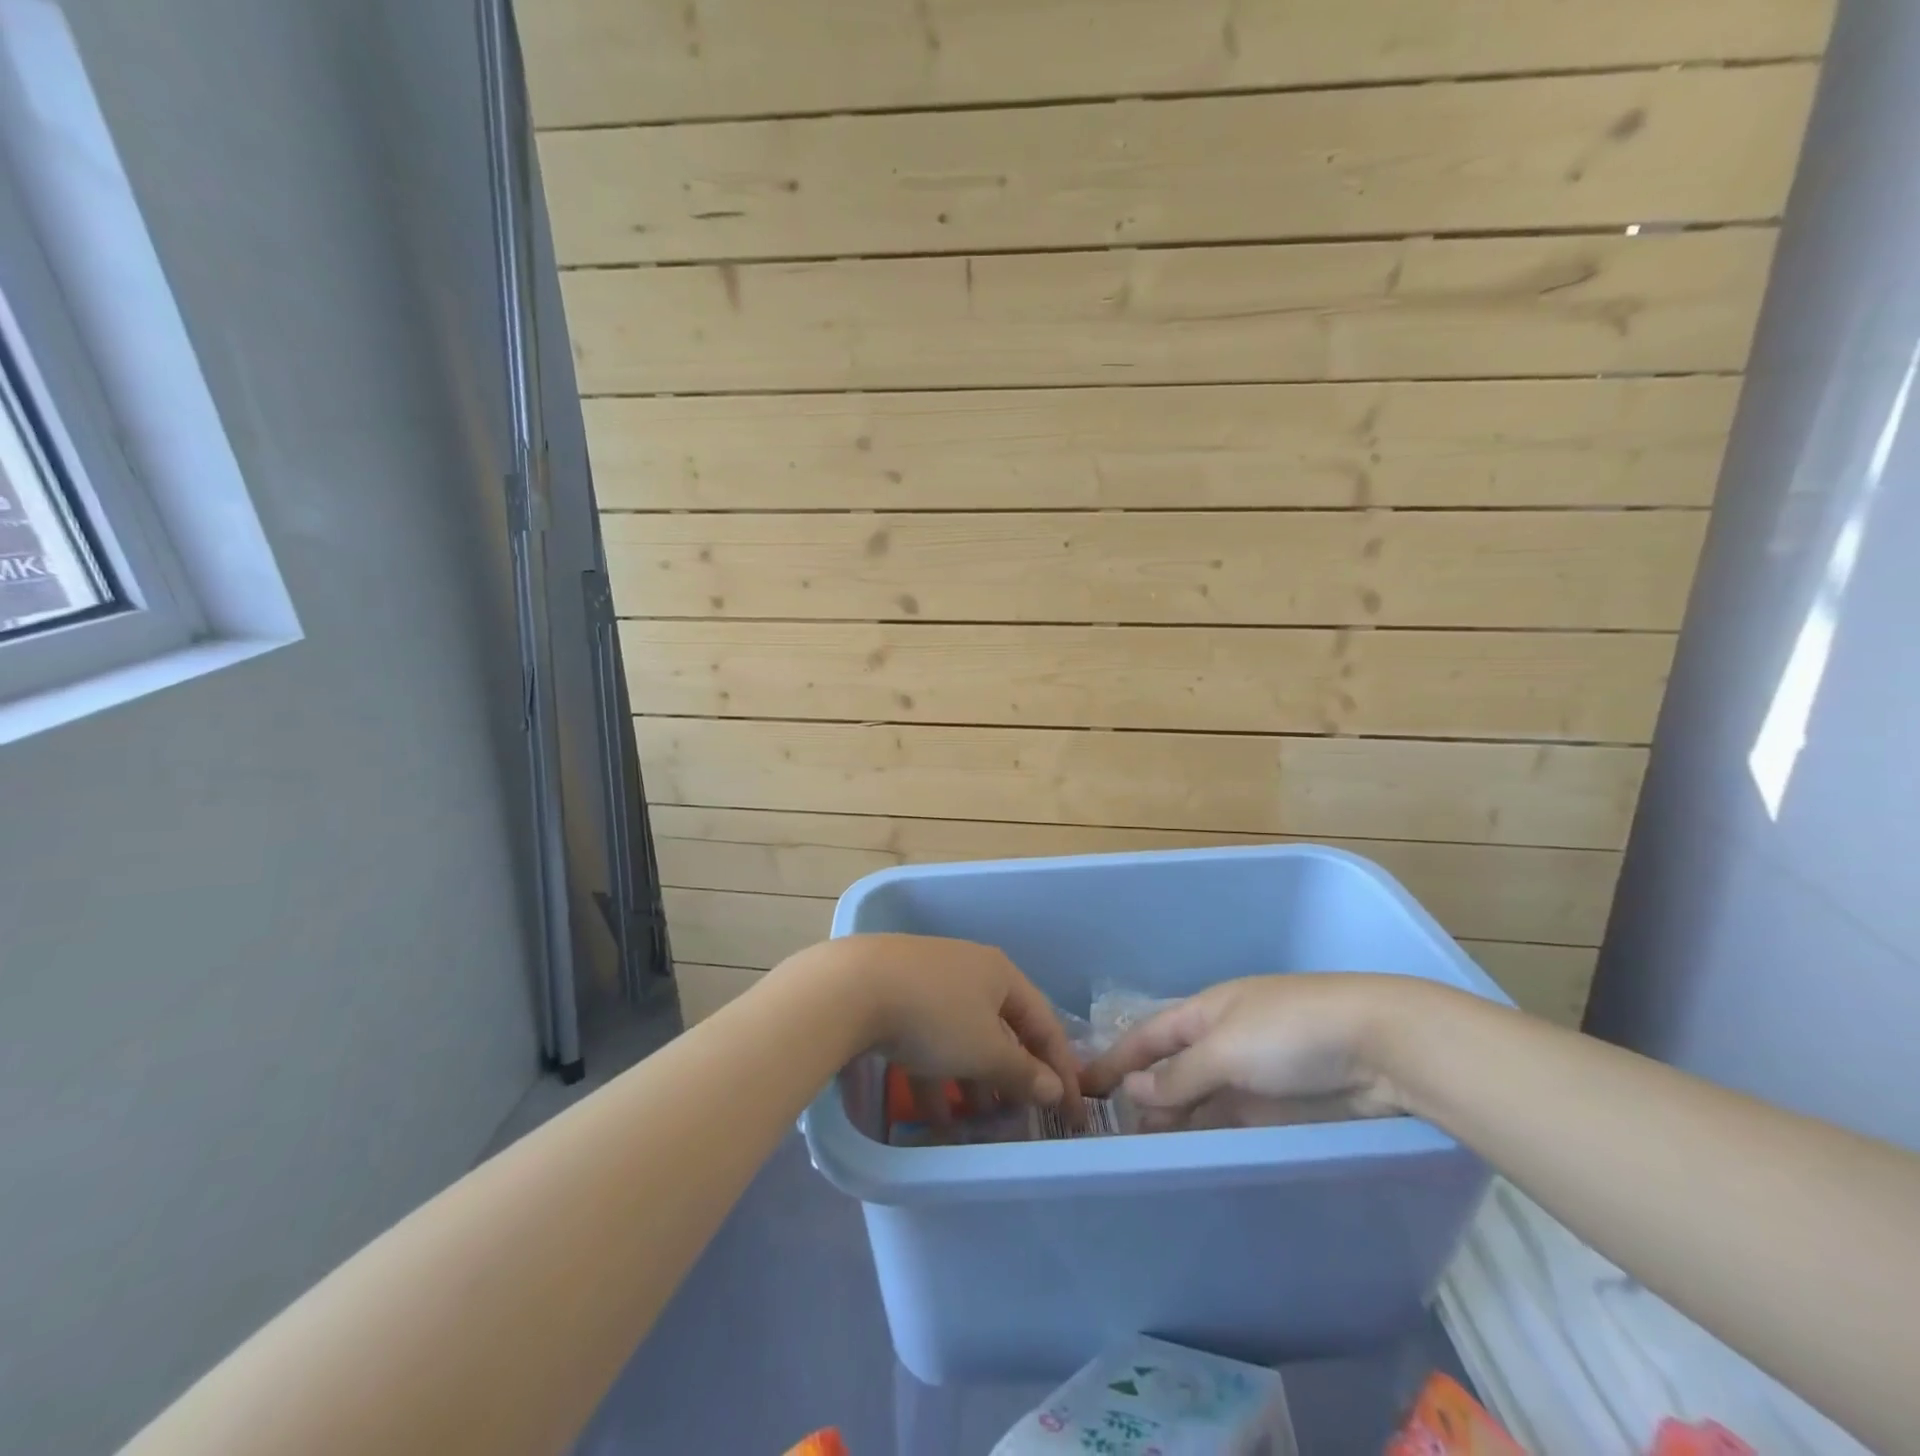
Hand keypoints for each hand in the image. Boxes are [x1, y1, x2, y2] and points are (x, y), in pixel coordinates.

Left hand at [798, 934, 1084, 1117]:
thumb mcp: (985, 1051)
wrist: (852, 987)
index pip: (1043, 1023)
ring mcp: (930, 980)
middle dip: (1011, 1076)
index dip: (1061, 1069)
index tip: (1069, 1111)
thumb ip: (1022, 1073)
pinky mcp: (897, 995)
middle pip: (1002, 1029)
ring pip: (963, 1037)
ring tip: (976, 1123)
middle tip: (1019, 1118)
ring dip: (973, 1081)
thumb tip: (1054, 1089)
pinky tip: (932, 1114)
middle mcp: (969, 970)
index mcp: (999, 973)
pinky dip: (936, 1074)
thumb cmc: (935, 1016)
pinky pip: (930, 1039)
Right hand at [1081, 974, 1432, 1126]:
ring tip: (1144, 1152)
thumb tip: (1133, 1090)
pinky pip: (1229, 1121)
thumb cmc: (1291, 1032)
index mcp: (1204, 1012)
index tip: (1082, 1083)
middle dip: (1142, 1096)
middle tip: (1110, 1136)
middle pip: (1170, 1070)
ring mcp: (1249, 1074)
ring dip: (1173, 1120)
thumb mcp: (1226, 1048)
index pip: (1148, 1036)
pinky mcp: (1278, 1106)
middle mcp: (1220, 1040)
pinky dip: (1207, 1135)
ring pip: (1198, 1099)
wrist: (1380, 1045)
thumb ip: (1179, 1075)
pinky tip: (1190, 1155)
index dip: (1115, 1058)